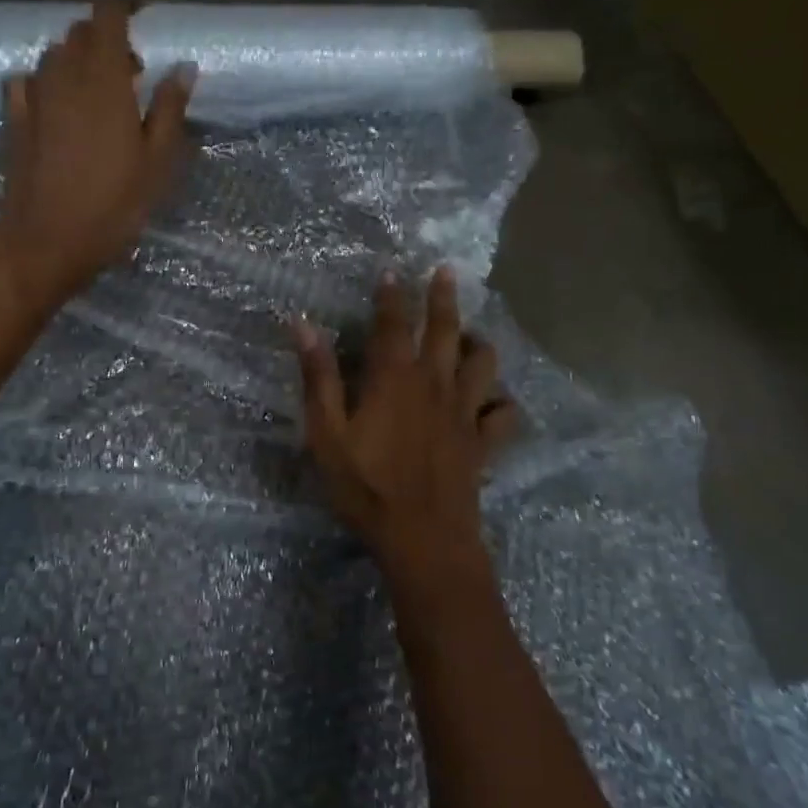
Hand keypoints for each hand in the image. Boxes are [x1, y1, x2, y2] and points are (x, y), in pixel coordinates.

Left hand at [0, 0, 195, 310]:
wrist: (46, 243)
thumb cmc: (113, 206)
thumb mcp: (157, 163)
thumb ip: (169, 110)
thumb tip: (183, 67)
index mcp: (104, 80)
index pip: (108, 14)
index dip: (124, 1)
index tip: (143, 8)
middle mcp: (64, 77)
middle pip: (80, 33)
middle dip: (106, 37)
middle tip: (132, 71)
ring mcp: (34, 98)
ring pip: (53, 55)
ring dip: (77, 59)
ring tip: (98, 91)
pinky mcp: (14, 122)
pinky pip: (27, 82)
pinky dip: (46, 81)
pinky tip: (56, 105)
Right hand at [296, 267, 518, 575]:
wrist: (422, 537)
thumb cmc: (366, 487)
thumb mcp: (327, 434)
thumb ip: (318, 378)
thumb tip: (303, 325)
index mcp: (395, 378)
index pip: (394, 323)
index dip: (392, 295)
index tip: (392, 270)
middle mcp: (435, 384)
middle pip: (446, 329)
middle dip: (444, 297)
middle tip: (445, 272)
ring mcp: (465, 412)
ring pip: (483, 363)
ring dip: (479, 343)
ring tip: (472, 336)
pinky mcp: (483, 442)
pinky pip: (504, 414)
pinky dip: (501, 403)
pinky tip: (493, 403)